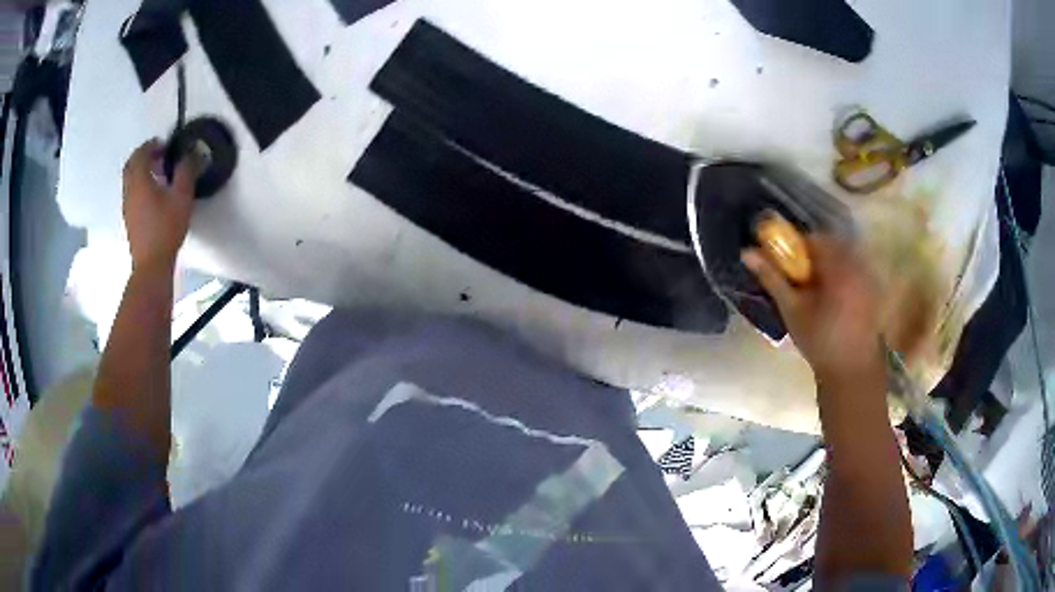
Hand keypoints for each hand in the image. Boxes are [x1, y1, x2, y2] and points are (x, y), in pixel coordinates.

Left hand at [122, 140, 196, 272]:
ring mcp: (127, 206)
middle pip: (130, 165)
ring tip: (157, 174)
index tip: (165, 145)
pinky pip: (131, 193)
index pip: (141, 153)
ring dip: (141, 171)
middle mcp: (129, 190)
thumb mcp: (182, 197)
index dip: (152, 145)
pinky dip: (139, 185)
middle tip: (158, 155)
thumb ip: (186, 171)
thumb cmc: (166, 228)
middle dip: (143, 156)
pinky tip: (152, 194)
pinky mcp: (129, 219)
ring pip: (129, 179)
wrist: (151, 265)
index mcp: (139, 181)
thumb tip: (190, 153)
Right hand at [742, 235, 882, 382]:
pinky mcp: (872, 287)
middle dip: (812, 255)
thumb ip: (772, 277)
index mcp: (836, 265)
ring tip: (814, 288)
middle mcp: (855, 263)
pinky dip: (840, 274)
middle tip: (798, 276)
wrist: (850, 369)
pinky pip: (853, 269)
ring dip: (826, 265)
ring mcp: (866, 275)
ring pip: (842, 256)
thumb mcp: (791, 309)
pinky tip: (833, 298)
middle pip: (829, 245)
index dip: (796, 247)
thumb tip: (747, 253)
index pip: (813, 238)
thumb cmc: (819, 340)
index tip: (786, 263)